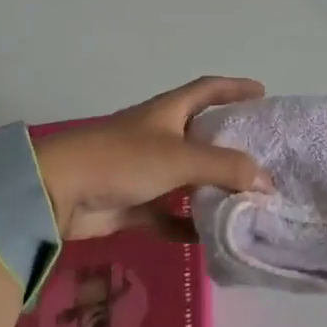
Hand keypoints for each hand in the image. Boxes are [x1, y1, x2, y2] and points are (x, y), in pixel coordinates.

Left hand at [32, 76, 273, 241]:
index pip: (207, 90)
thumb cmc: (121, 160)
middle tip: (266, 157)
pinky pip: (167, 215)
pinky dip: (186, 225)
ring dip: (213, 188)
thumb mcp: (180, 158)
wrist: (57, 192)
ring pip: (187, 178)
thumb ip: (226, 168)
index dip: (235, 87)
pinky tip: (209, 238)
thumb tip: (269, 181)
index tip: (263, 94)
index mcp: (168, 112)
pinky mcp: (132, 204)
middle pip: (202, 135)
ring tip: (249, 199)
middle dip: (231, 144)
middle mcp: (158, 136)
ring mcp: (144, 171)